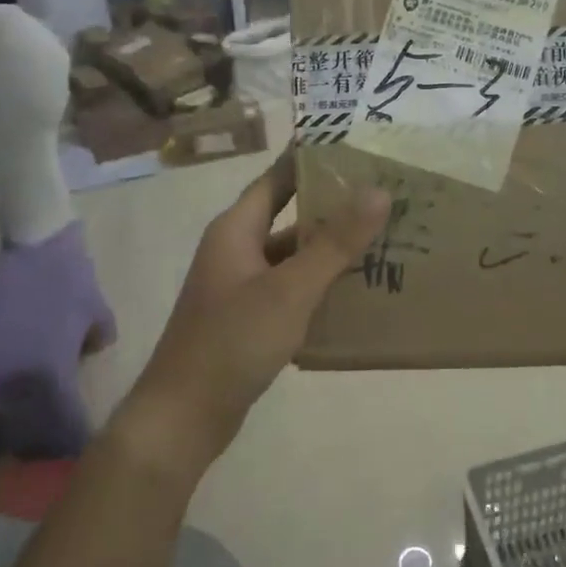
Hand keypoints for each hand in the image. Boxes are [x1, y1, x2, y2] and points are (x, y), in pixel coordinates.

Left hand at [114, 151, 389, 480]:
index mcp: (236, 229)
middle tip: (382, 194)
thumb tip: (378, 191)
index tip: (356, 147)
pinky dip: (319, 283)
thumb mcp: (290, 289)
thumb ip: (336, 242)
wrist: (182, 418)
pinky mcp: (248, 318)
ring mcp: (240, 285)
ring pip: (292, 254)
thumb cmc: (233, 342)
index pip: (277, 177)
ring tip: (380, 238)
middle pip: (288, 214)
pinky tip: (356, 290)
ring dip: (329, 248)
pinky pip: (289, 287)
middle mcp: (236, 249)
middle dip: (332, 206)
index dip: (312, 160)